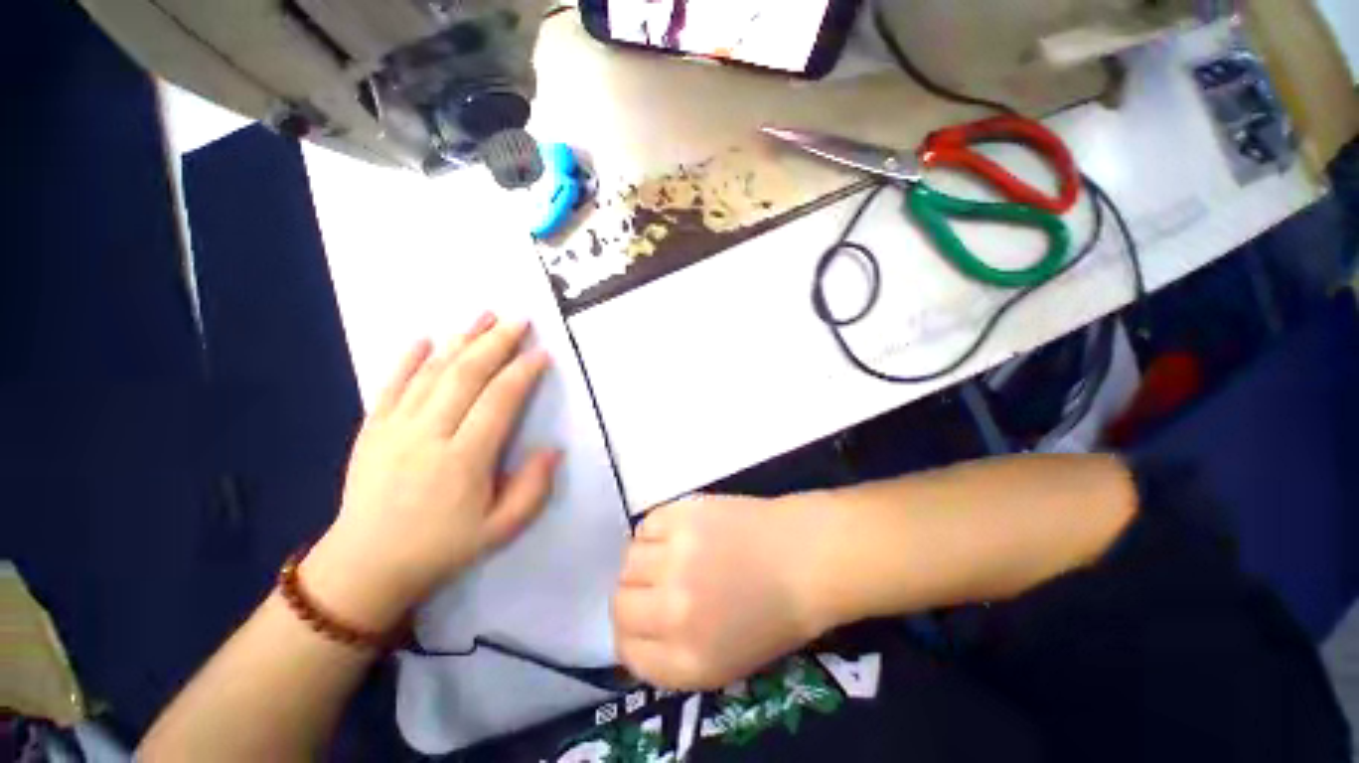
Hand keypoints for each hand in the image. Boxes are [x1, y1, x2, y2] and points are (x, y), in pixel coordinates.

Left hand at [303, 314, 560, 631]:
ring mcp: (394, 429)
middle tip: (520, 320)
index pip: (499, 401)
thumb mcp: (500, 530)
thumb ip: (532, 489)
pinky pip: (390, 385)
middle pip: (466, 376)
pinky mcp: (371, 429)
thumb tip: (554, 449)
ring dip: (461, 340)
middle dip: (496, 342)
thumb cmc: (441, 548)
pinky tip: (425, 338)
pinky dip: (408, 359)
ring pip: (432, 372)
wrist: (365, 566)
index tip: (542, 353)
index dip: (523, 372)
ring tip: (484, 315)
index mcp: (463, 460)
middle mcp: (428, 435)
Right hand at [613, 495, 835, 689]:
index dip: (629, 635)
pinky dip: (654, 532)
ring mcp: (676, 557)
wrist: (806, 556)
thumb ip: (673, 655)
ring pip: (628, 561)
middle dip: (632, 599)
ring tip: (668, 556)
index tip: (640, 621)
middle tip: (652, 586)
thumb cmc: (776, 612)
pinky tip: (676, 533)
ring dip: (642, 562)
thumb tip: (637, 632)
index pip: (626, 651)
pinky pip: (645, 525)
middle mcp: (674, 612)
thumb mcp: (726, 662)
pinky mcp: (683, 515)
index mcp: (689, 661)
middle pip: (620, 604)